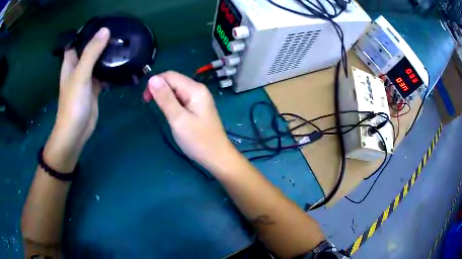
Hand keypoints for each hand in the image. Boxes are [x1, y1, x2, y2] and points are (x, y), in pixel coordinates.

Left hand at [44, 27, 109, 171]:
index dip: (87, 31)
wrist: (76, 131)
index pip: (78, 41)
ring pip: (98, 61)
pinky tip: (122, 64)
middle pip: (90, 49)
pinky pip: (104, 74)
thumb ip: (91, 52)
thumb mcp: (81, 75)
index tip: (104, 24)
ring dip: (108, 54)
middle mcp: (78, 68)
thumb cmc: (73, 103)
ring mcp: (87, 78)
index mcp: (71, 62)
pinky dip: (111, 69)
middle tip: (119, 33)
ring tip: (123, 44)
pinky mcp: (94, 88)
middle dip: (102, 41)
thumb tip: (106, 30)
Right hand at [143, 71, 235, 170]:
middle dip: (159, 89)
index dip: (155, 83)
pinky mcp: (197, 107)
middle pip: (173, 81)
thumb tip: (152, 79)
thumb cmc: (198, 140)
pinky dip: (172, 103)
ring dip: (164, 96)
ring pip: (176, 90)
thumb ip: (165, 98)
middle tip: (149, 105)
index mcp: (195, 89)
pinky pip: (181, 98)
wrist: (217, 157)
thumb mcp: (178, 119)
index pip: (170, 75)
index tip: (145, 99)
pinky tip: (170, 113)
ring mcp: (199, 98)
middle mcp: (198, 89)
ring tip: (161, 112)